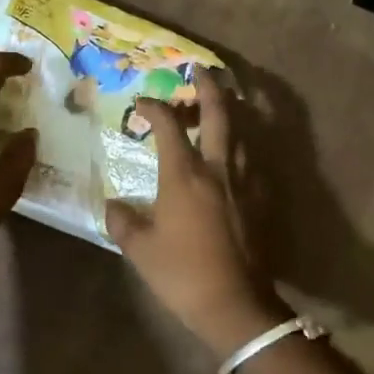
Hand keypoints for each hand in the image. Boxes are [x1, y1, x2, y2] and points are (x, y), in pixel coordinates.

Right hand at [106, 68, 286, 357]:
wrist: (236, 304)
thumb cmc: (182, 274)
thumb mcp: (140, 249)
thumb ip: (122, 221)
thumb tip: (113, 206)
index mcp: (185, 174)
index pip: (169, 125)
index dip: (154, 107)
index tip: (141, 103)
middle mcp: (218, 168)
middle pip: (218, 114)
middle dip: (208, 86)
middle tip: (201, 69)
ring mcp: (244, 182)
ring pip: (241, 133)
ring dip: (229, 112)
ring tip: (218, 104)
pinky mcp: (260, 200)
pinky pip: (251, 160)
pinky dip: (241, 146)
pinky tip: (233, 153)